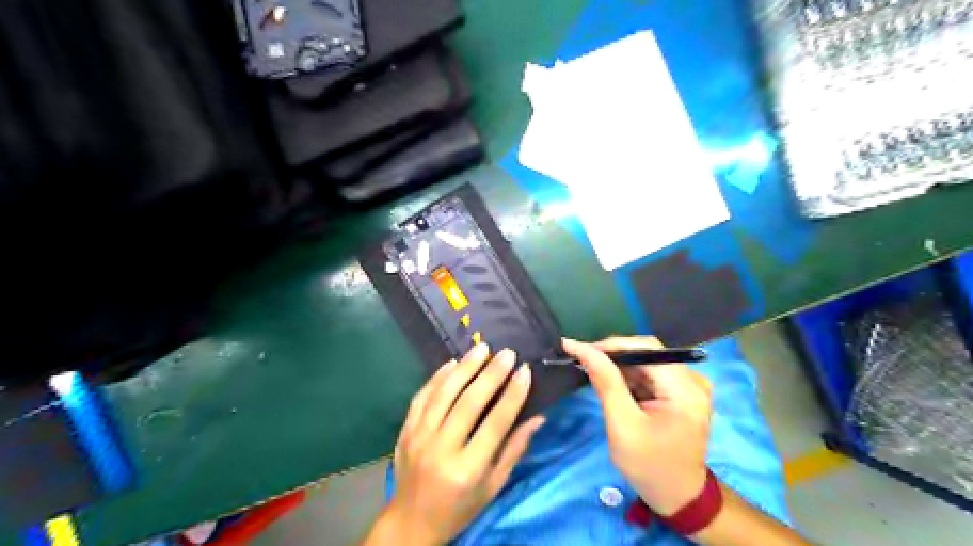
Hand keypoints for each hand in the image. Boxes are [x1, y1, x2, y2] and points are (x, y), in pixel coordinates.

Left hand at [376, 343, 544, 543]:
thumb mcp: (493, 486)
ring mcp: (418, 437)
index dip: (513, 394)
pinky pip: (421, 397)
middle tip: (506, 353)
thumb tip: (537, 417)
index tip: (525, 371)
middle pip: (469, 403)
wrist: (411, 522)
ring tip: (482, 348)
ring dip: (464, 368)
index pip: (496, 423)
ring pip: (443, 393)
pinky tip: (452, 363)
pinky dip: (437, 377)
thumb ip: (514, 450)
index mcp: (468, 469)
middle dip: (490, 374)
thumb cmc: (459, 507)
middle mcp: (442, 450)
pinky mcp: (405, 430)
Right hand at [563, 336, 712, 518]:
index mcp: (685, 389)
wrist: (677, 497)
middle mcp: (693, 380)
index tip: (580, 350)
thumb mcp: (622, 425)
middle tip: (583, 361)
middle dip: (614, 355)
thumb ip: (606, 382)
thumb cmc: (649, 466)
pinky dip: (630, 377)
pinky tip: (613, 385)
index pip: (647, 348)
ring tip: (593, 372)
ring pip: (648, 361)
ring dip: (620, 366)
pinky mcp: (683, 393)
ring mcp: (690, 386)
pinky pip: (652, 373)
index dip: (612, 345)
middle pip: (648, 352)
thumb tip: (582, 348)